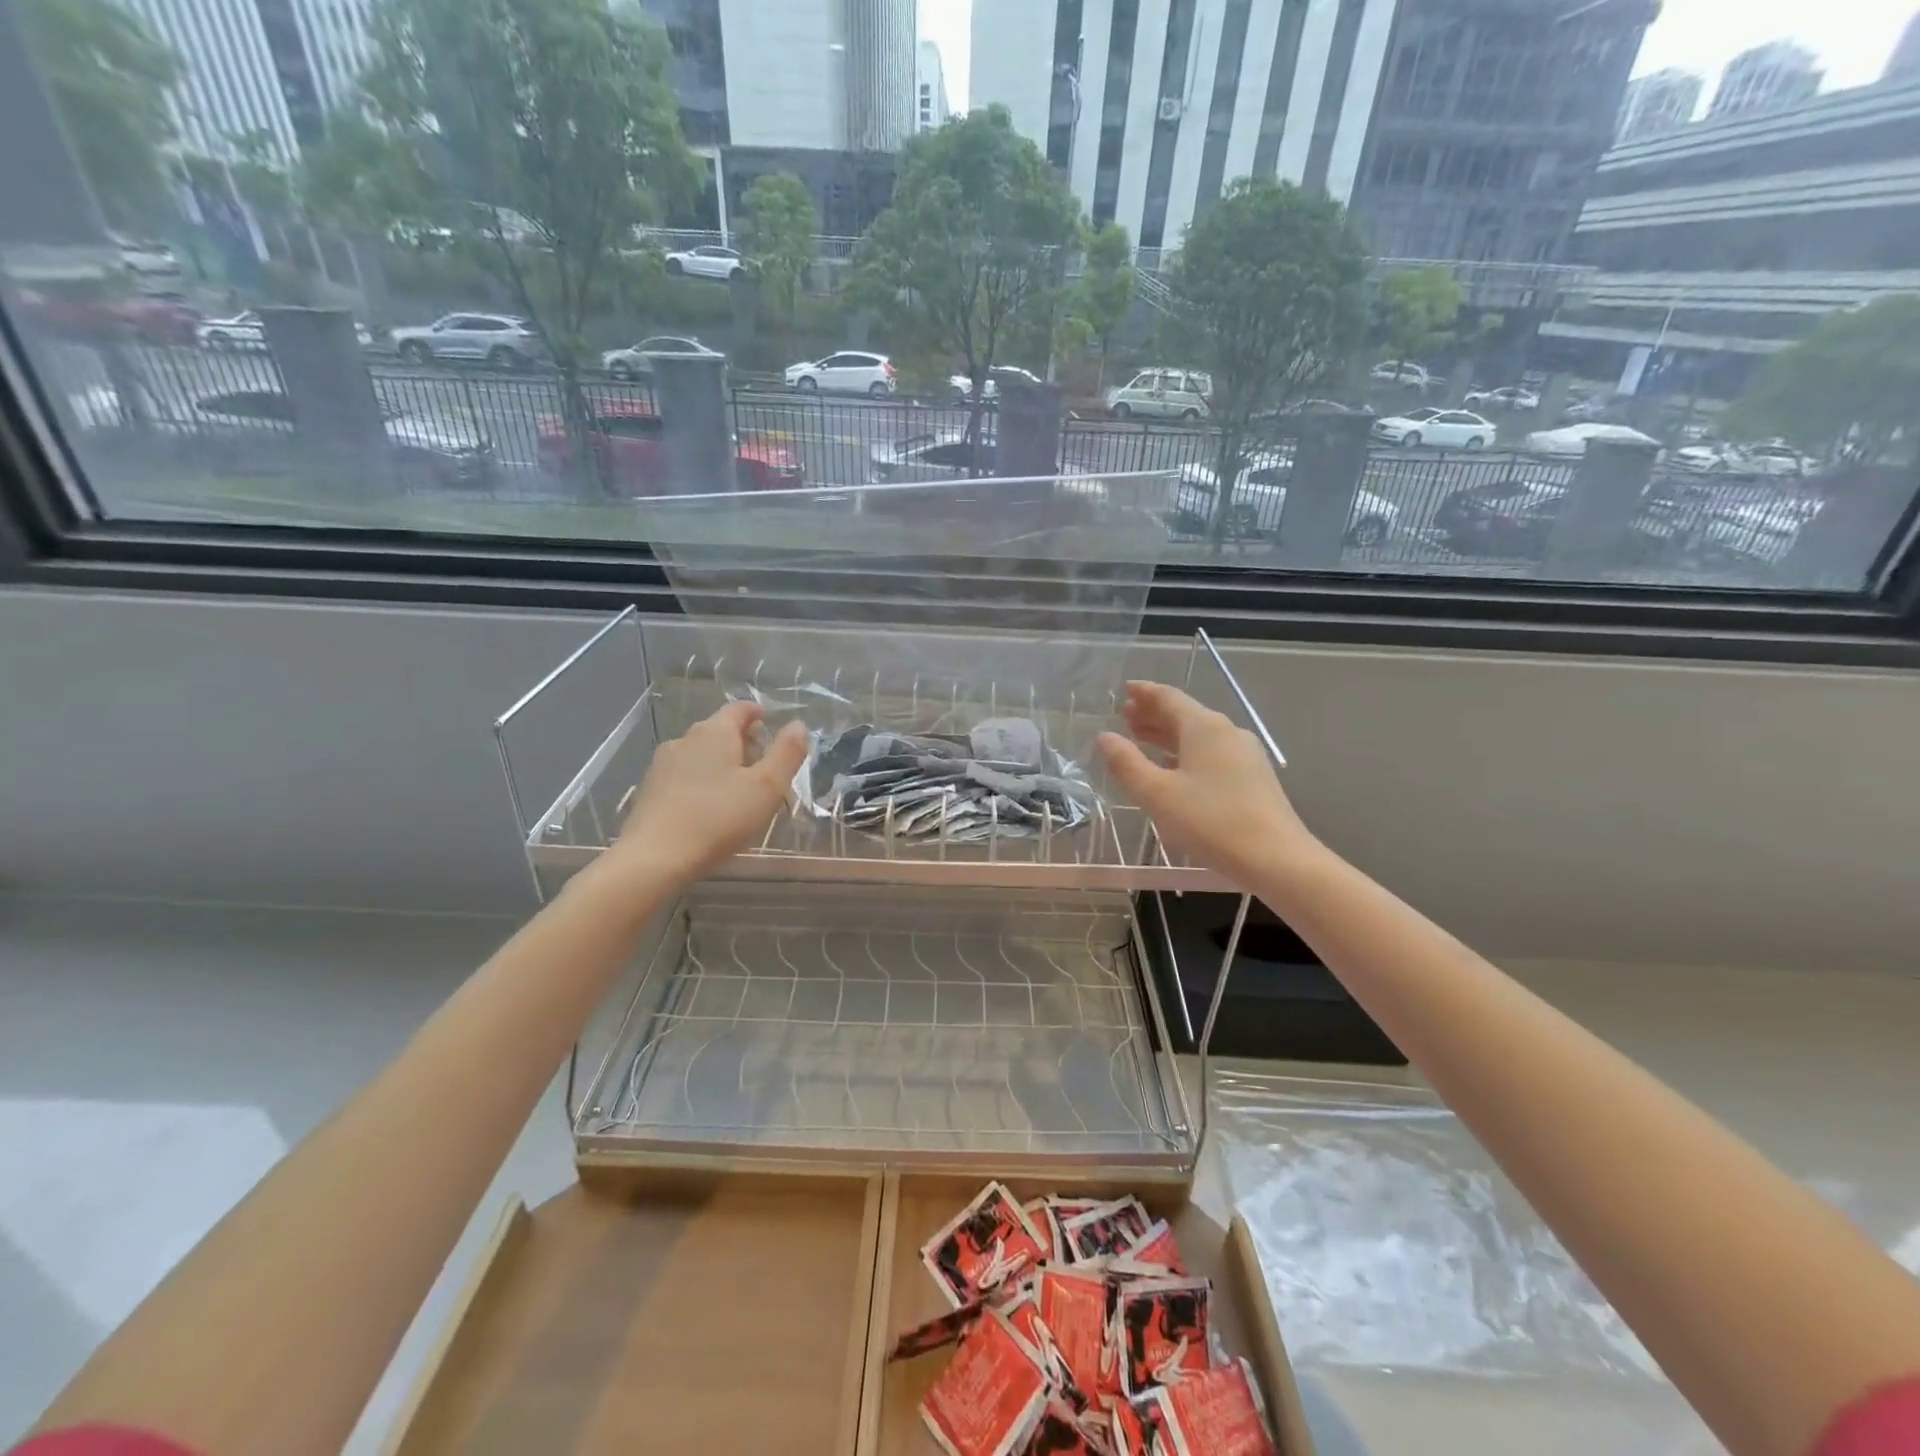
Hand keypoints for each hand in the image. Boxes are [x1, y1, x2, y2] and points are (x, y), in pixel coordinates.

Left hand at [609, 701, 809, 888]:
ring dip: (720, 761)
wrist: (655, 857)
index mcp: (715, 733)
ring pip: (699, 753)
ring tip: (737, 786)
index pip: (738, 708)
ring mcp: (662, 764)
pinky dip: (700, 780)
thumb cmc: (719, 818)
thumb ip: (787, 753)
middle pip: (718, 729)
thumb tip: (799, 725)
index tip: (769, 721)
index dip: (756, 712)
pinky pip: (683, 774)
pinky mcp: (649, 789)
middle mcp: (685, 739)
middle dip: (741, 739)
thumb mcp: (767, 787)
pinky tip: (708, 805)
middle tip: (761, 760)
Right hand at [1096, 681, 1313, 887]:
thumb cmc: (1210, 821)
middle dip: (1154, 714)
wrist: (1276, 858)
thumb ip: (1127, 763)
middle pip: (1185, 714)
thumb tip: (1105, 737)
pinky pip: (1211, 753)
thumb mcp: (1157, 793)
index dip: (1144, 693)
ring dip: (1168, 734)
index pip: (1169, 697)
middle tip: (1126, 717)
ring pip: (1199, 735)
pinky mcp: (1253, 777)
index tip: (1125, 690)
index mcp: (1204, 727)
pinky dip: (1186, 752)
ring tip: (1143, 740)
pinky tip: (1175, 769)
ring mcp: (1244, 754)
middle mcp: (1227, 732)